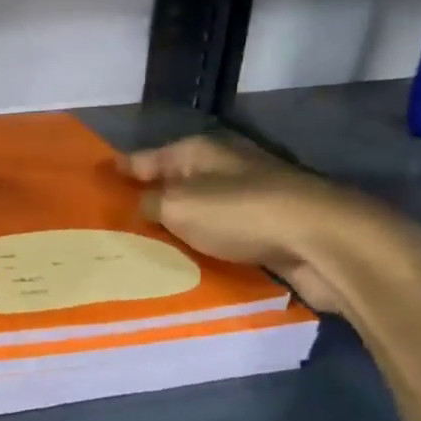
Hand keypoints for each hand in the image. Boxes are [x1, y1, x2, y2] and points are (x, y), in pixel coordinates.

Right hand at [126, 134, 420, 313]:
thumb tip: (141, 205)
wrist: (324, 243)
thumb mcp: (179, 205)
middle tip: (112, 225)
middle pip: (174, 185)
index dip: (121, 170)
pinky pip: (221, 240)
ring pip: (198, 215)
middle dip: (147, 201)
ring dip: (176, 229)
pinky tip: (184, 266)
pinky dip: (203, 249)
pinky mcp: (268, 233)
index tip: (95, 184)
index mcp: (199, 153)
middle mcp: (223, 171)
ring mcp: (249, 201)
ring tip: (141, 250)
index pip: (147, 158)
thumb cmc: (241, 213)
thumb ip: (151, 204)